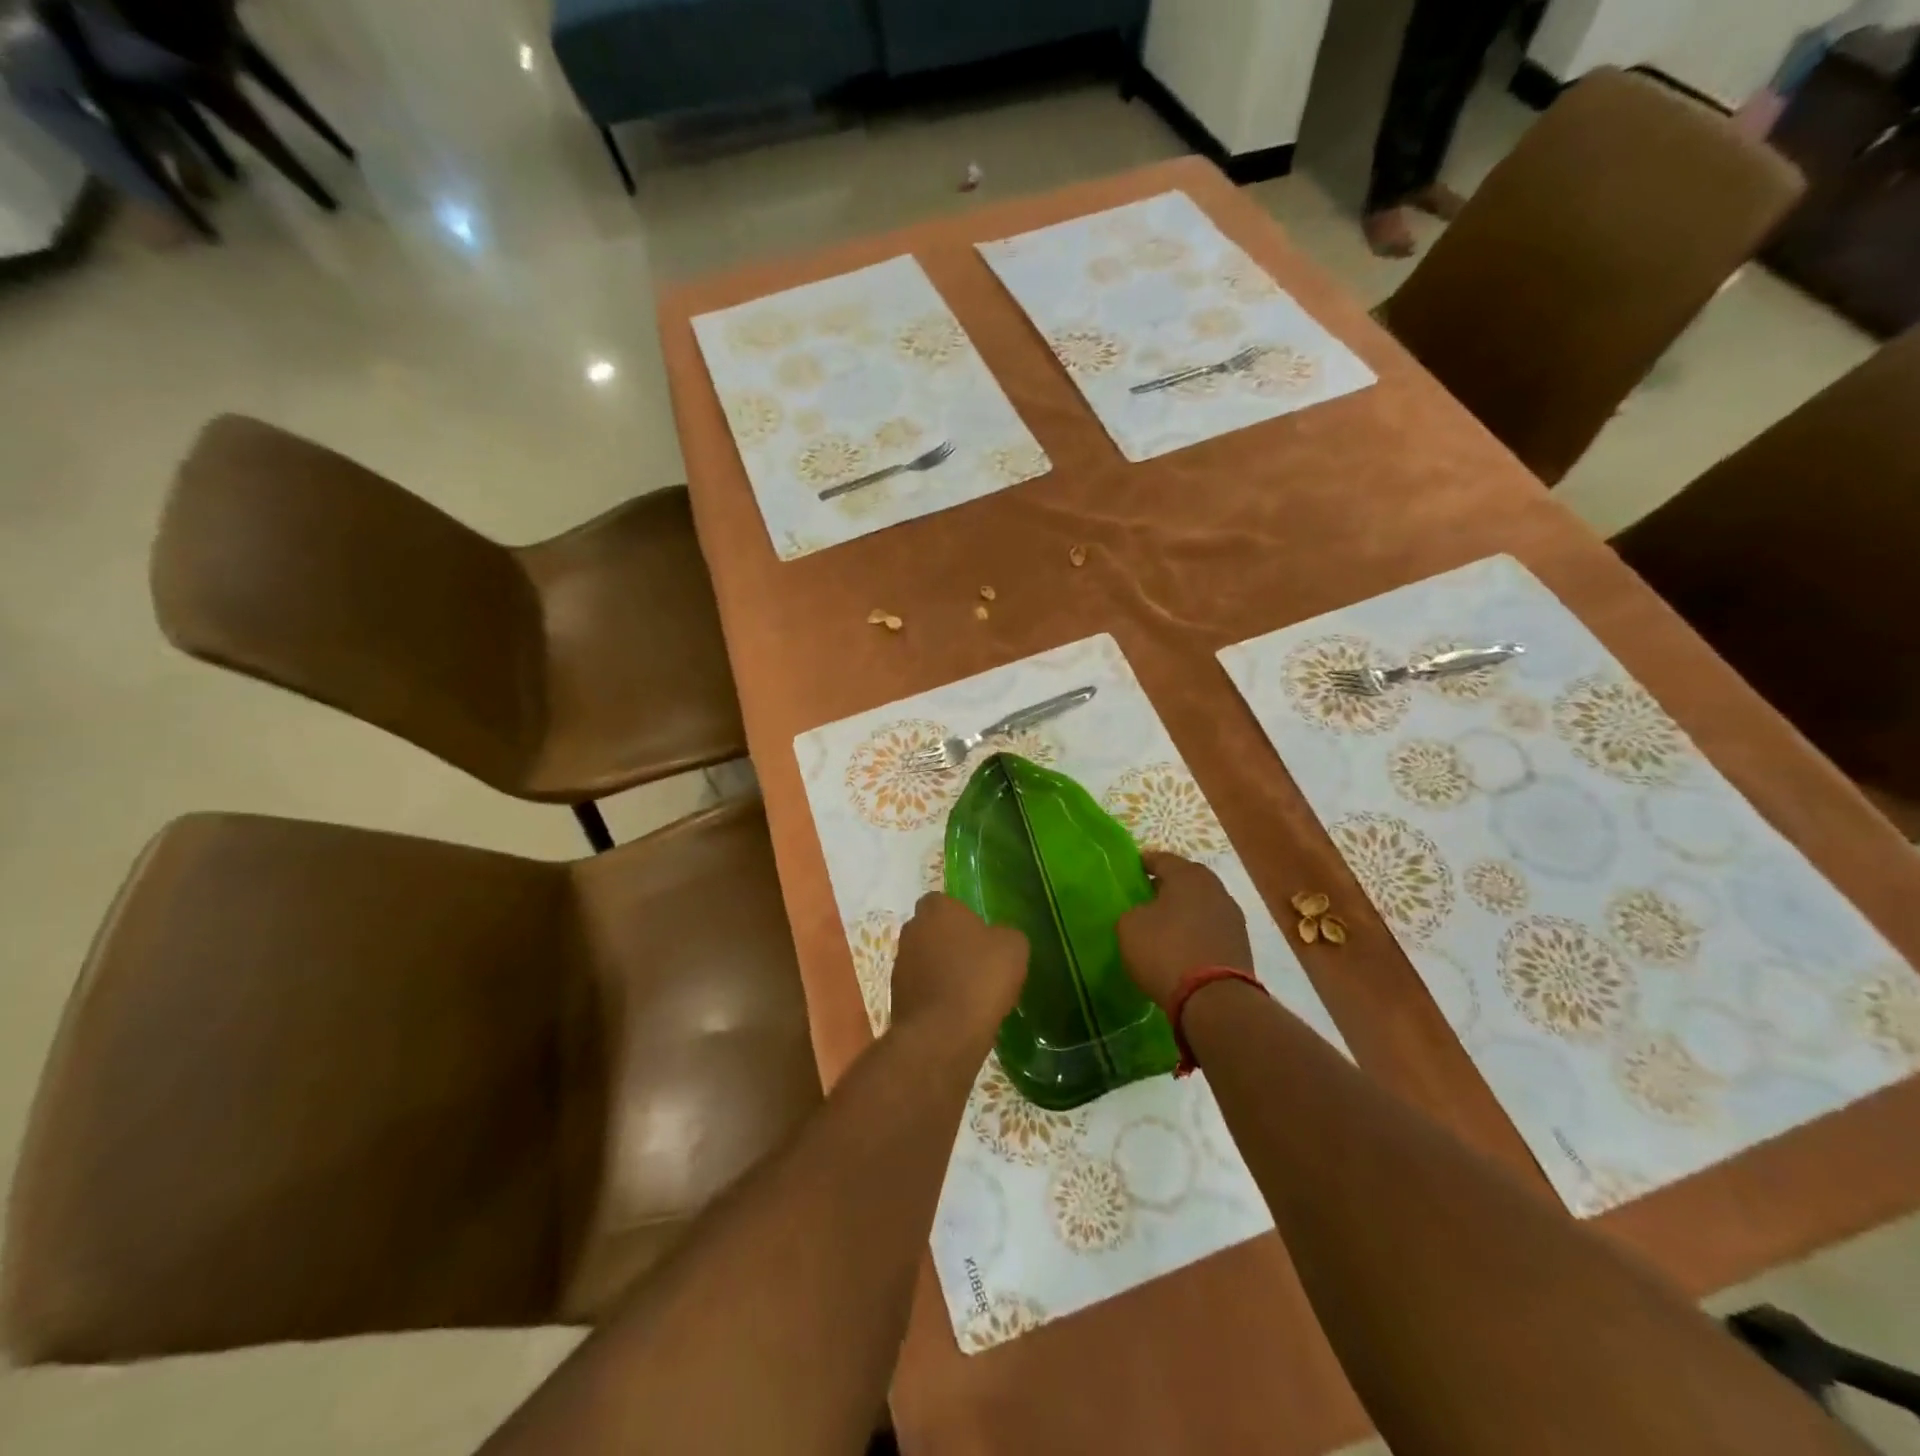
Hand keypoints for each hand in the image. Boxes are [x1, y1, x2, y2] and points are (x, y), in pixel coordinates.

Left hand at [888, 894, 1027, 1042]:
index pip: (944, 902)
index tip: (980, 935)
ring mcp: (900, 964)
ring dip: (941, 971)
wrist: (943, 1034)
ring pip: (924, 960)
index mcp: (937, 909)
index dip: (961, 917)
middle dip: (949, 943)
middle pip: (932, 931)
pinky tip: (956, 1013)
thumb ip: (1004, 934)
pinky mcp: (896, 996)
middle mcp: (911, 930)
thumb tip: (998, 938)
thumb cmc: (979, 979)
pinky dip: (935, 997)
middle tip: (976, 963)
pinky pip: (921, 989)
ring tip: (968, 993)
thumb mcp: (1013, 948)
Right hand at [1117, 852, 1252, 1012]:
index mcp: (1187, 875)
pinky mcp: (1240, 945)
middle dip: (1167, 886)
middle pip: (1187, 879)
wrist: (1213, 998)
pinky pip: (1210, 928)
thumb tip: (1144, 913)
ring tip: (1163, 924)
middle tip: (1146, 897)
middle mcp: (1214, 888)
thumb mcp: (1130, 926)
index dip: (1144, 863)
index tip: (1131, 870)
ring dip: (1184, 910)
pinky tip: (1181, 945)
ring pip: (1201, 904)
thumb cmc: (1165, 950)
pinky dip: (1196, 932)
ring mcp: (1232, 917)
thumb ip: (1134, 911)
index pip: (1162, 859)